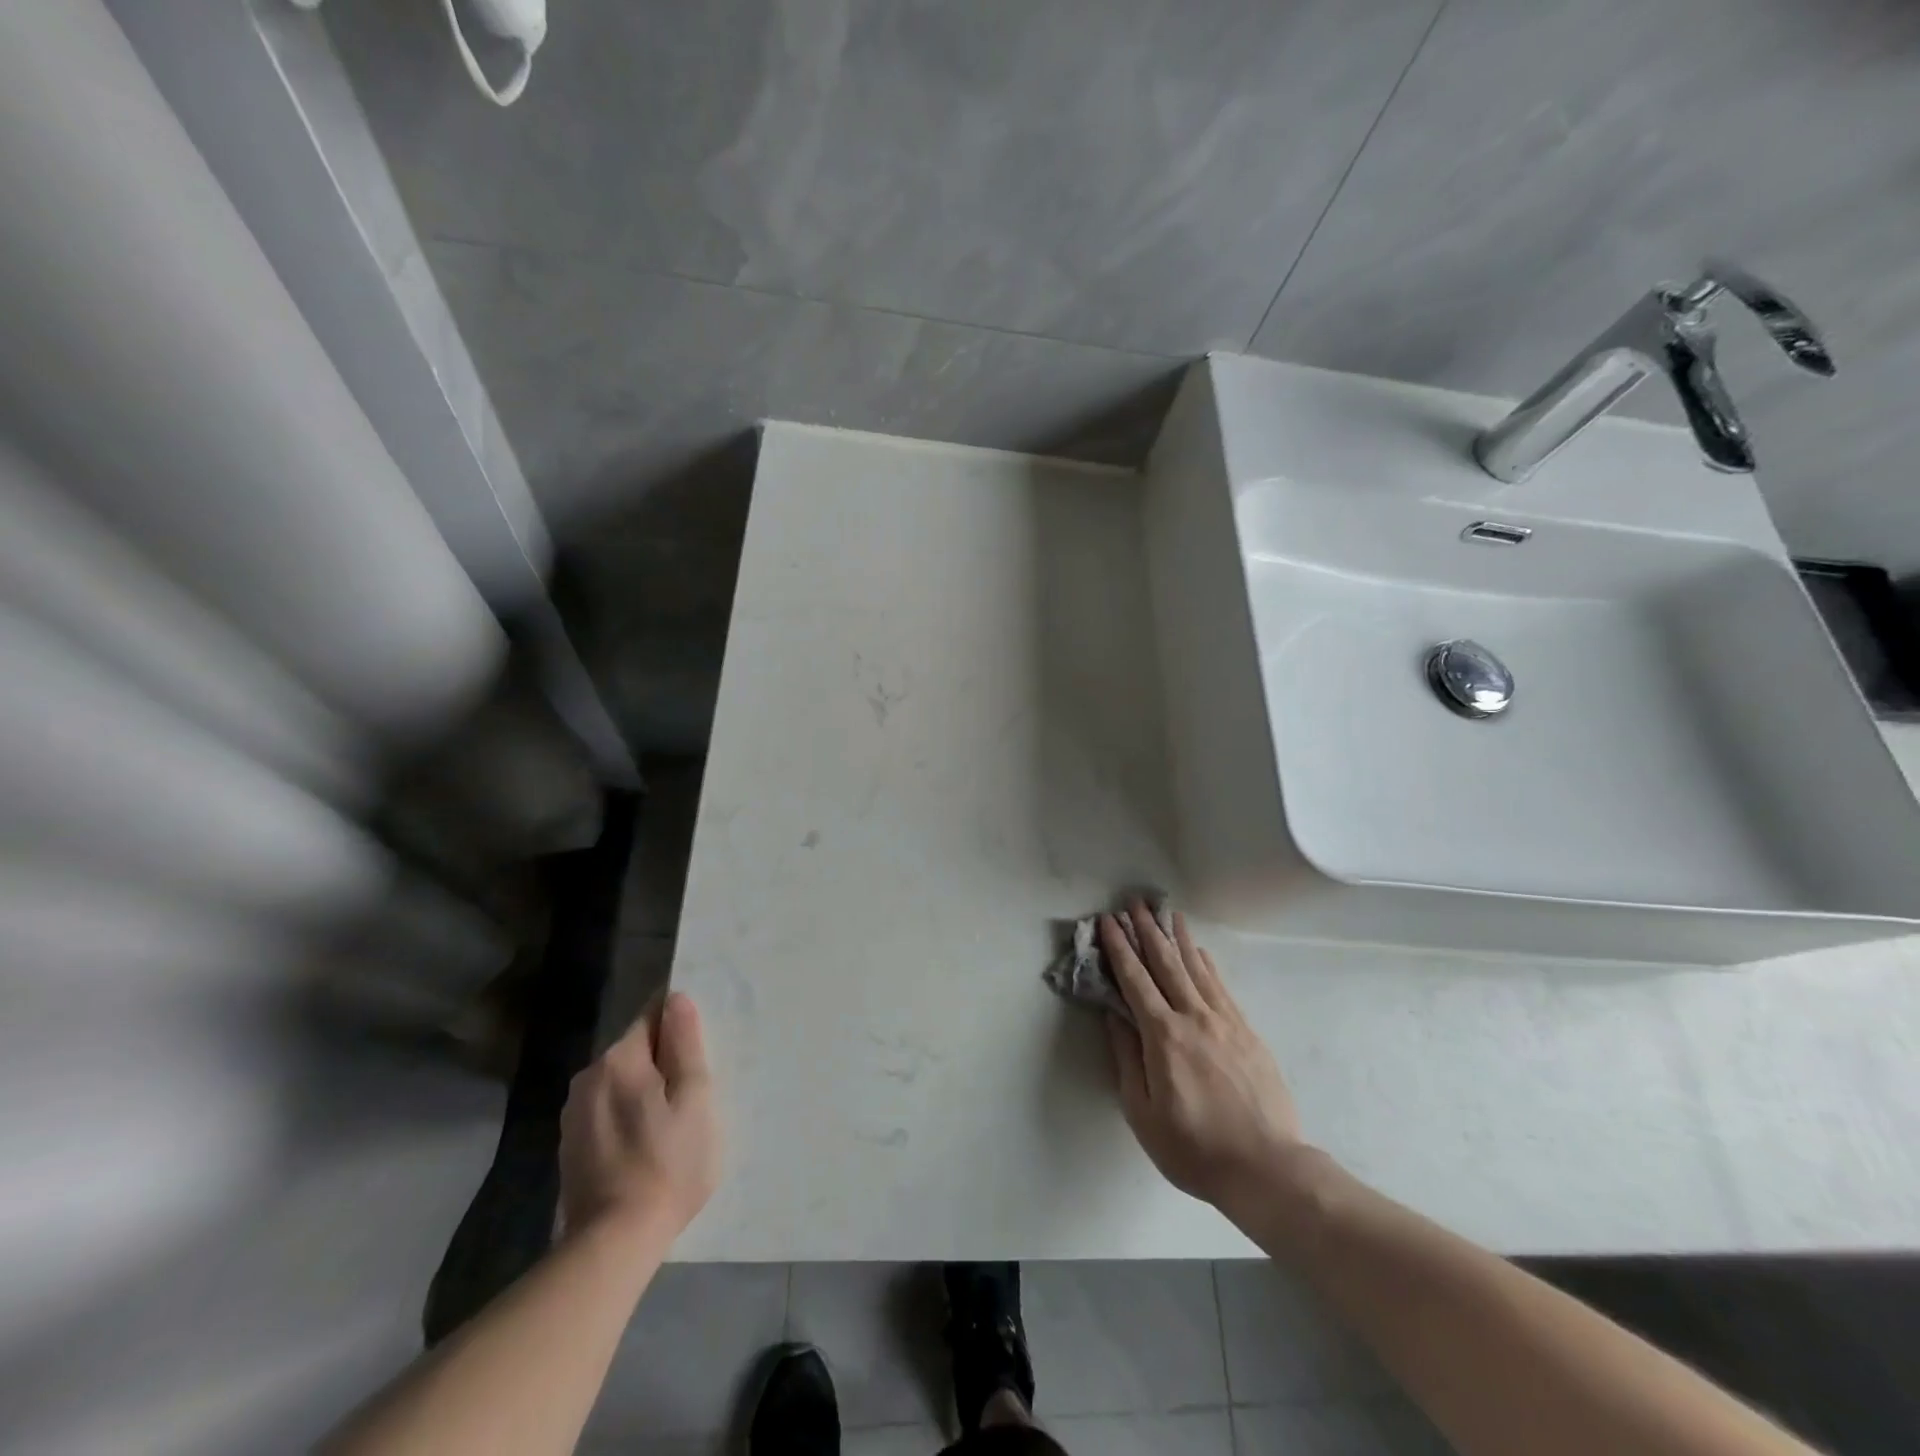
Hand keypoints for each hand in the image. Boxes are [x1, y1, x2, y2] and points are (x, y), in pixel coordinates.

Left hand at [559, 991, 720, 1242]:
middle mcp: (588, 1076)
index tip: (699, 1049)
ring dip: (644, 1089)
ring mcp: (574, 1113)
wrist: (613, 1243)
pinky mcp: (569, 1145)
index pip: (652, 1015)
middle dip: (663, 1061)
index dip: (679, 1025)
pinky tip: (644, 1145)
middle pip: (635, 1049)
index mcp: (619, 1059)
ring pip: (620, 1080)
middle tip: (692, 1093)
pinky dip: (626, 1115)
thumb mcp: (694, 1098)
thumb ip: (685, 1044)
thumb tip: (676, 999)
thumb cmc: (668, 1164)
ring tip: (670, 1122)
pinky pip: (606, 1109)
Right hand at [1101, 903, 1305, 1216]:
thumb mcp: (1143, 1113)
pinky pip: (1221, 987)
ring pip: (1196, 968)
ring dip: (1177, 938)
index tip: (1109, 921)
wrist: (1267, 1168)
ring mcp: (1224, 1022)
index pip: (1135, 981)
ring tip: (1166, 912)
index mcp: (1163, 1036)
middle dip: (1147, 931)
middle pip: (1166, 964)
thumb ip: (1127, 1059)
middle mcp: (1193, 1018)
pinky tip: (1200, 951)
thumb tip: (1113, 1017)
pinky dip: (1207, 964)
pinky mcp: (1247, 1032)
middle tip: (1134, 902)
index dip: (1119, 948)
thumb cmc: (1195, 1148)